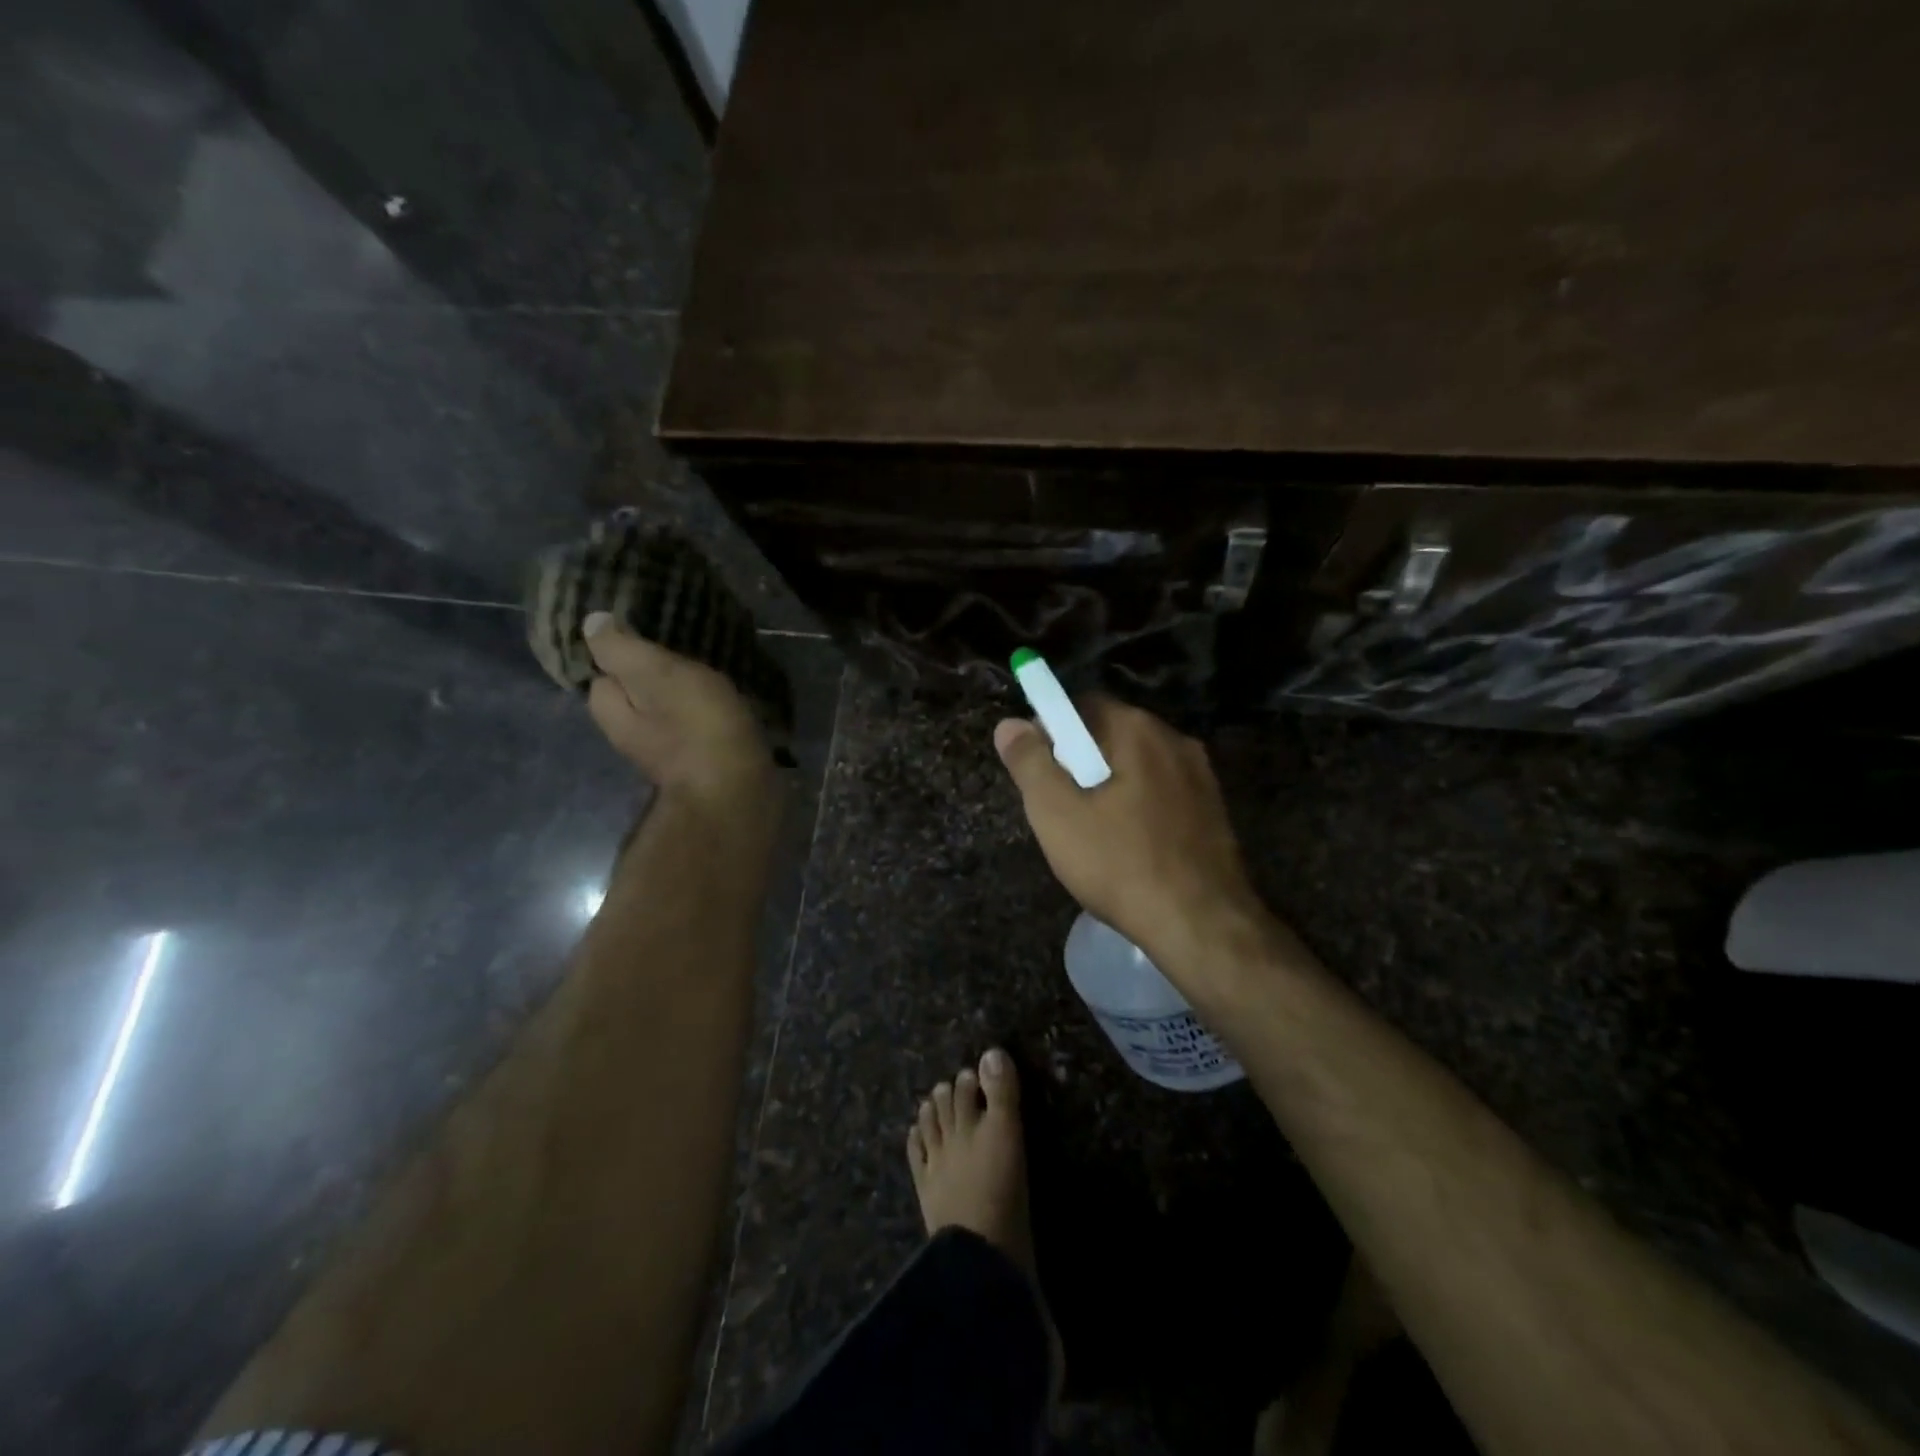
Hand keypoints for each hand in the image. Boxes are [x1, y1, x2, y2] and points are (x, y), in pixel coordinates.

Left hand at [583, 612, 774, 808]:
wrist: (739, 794)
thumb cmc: (696, 728)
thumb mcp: (656, 675)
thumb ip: (622, 649)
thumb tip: (590, 623)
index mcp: (614, 714)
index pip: (603, 677)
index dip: (620, 654)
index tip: (645, 635)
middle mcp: (634, 737)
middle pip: (636, 698)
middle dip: (654, 677)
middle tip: (685, 652)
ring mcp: (671, 755)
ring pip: (669, 714)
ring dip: (685, 696)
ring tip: (712, 672)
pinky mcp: (705, 764)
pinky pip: (699, 729)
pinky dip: (709, 716)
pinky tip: (730, 704)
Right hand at [993, 696, 1267, 977]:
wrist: (1202, 925)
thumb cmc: (1120, 864)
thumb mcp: (1057, 814)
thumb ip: (1029, 763)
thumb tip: (1009, 724)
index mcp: (1137, 730)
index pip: (1082, 705)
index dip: (1051, 731)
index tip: (1038, 770)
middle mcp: (1175, 740)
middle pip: (1112, 733)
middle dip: (1080, 760)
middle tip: (1060, 806)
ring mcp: (1201, 775)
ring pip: (1139, 765)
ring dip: (1110, 785)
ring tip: (1093, 832)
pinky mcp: (1215, 809)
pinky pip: (1163, 792)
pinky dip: (1139, 806)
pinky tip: (1130, 846)